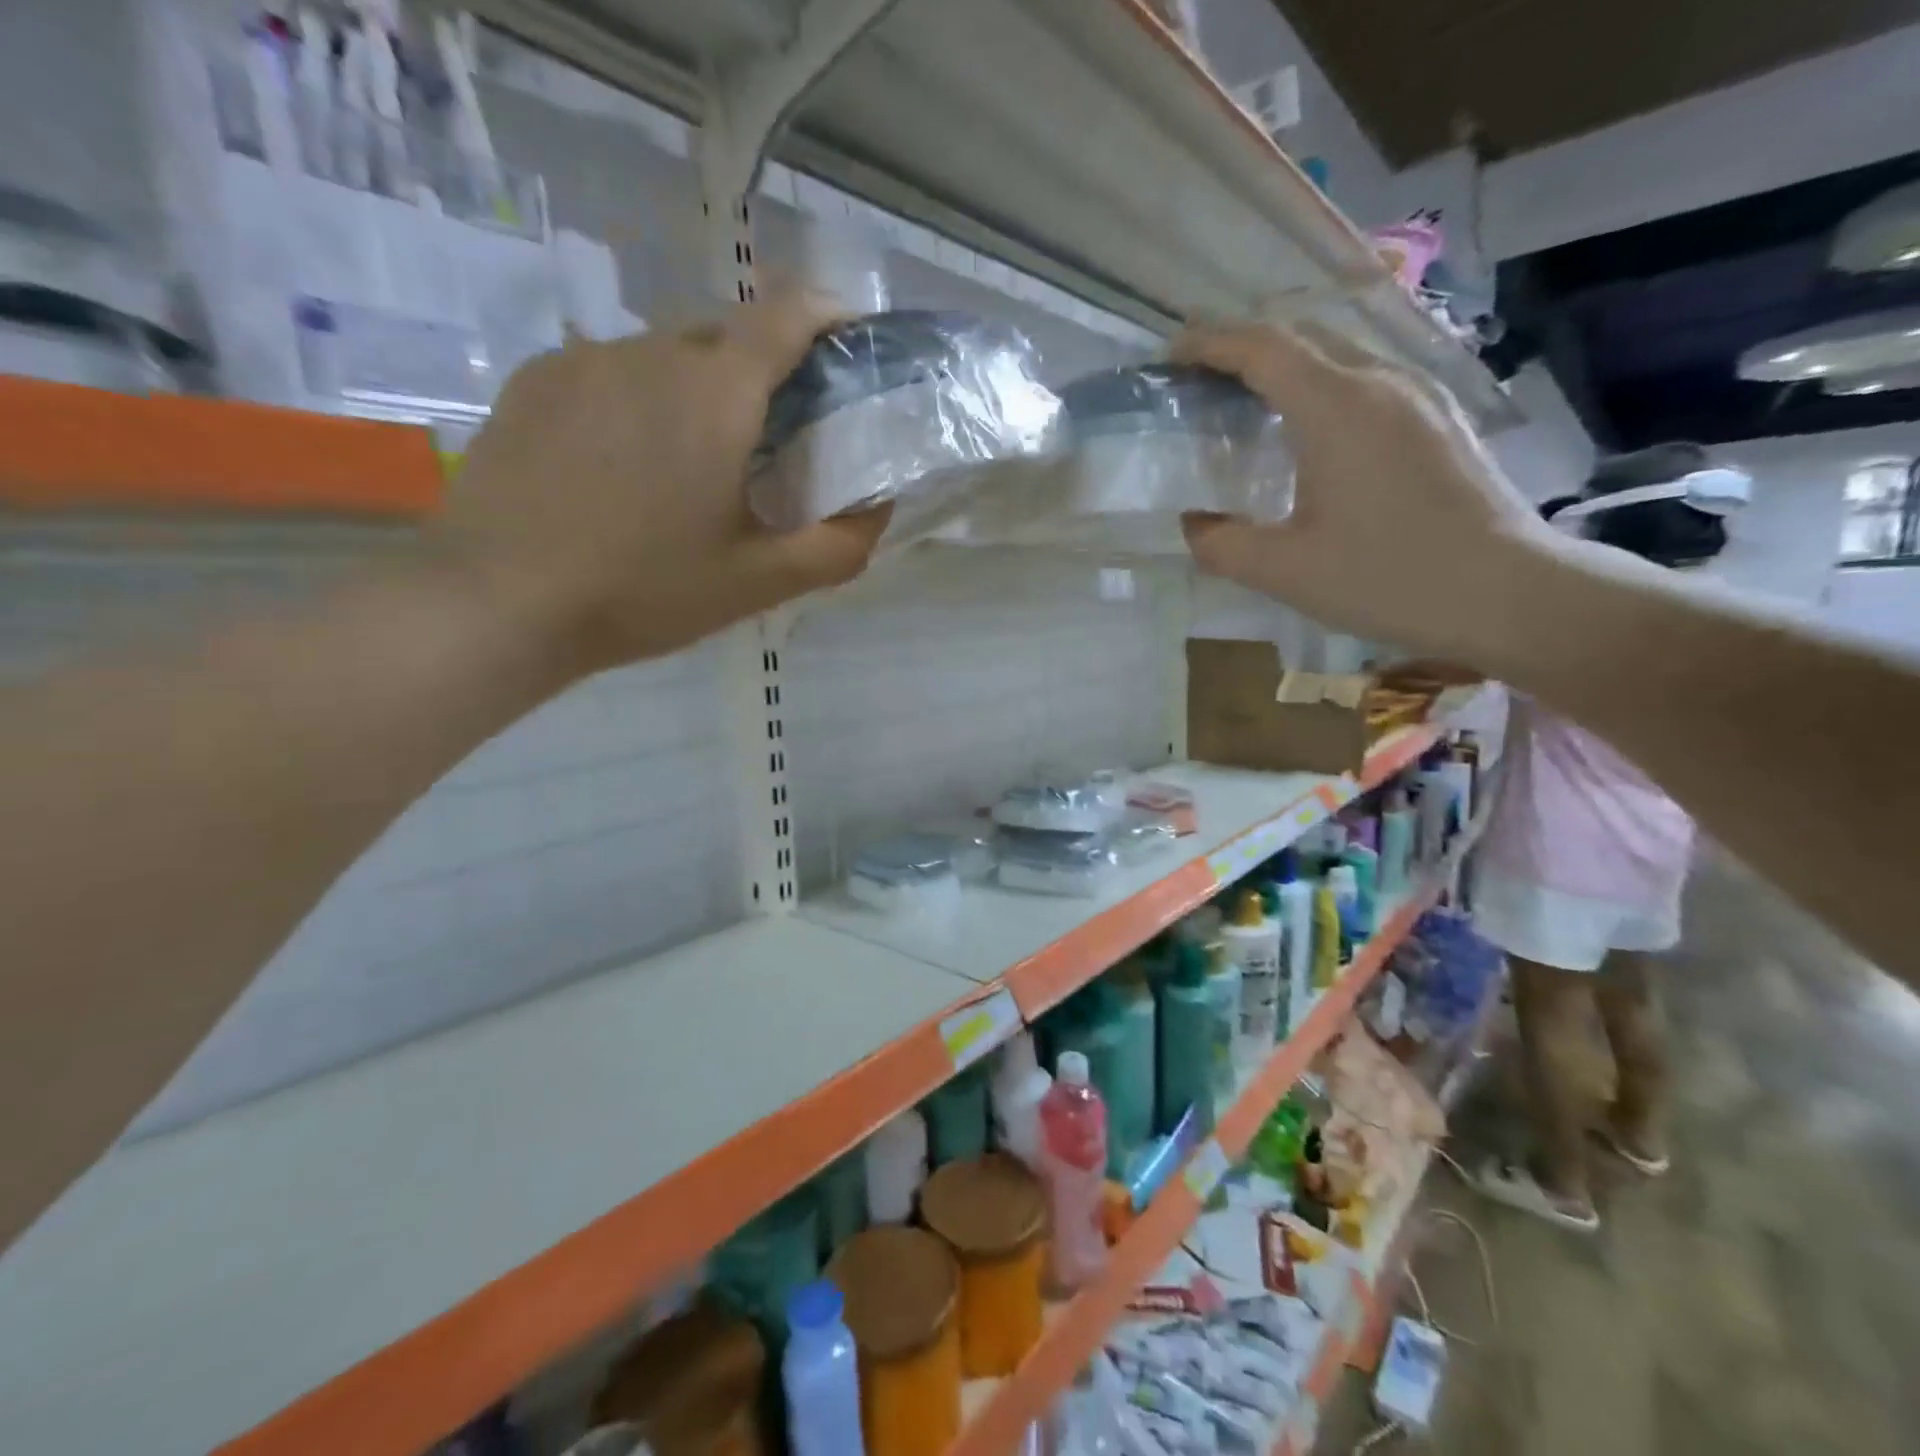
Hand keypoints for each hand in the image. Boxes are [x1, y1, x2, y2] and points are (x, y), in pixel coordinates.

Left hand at [440, 292, 887, 675]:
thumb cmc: (645, 591)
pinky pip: (612, 372)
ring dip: (699, 393)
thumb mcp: (759, 582)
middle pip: (730, 336)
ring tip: (691, 465)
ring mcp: (586, 359)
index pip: (788, 313)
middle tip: (773, 439)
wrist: (498, 602)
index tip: (850, 342)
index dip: (829, 314)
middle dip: (765, 372)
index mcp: (717, 392)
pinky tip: (626, 466)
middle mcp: (653, 352)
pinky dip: (641, 402)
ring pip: (668, 356)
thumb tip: (880, 511)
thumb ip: (838, 547)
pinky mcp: (536, 381)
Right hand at [1175, 321, 1555, 662]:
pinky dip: (1320, 384)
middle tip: (1200, 379)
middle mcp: (1381, 380)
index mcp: (1337, 406)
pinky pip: (1365, 377)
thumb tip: (1193, 524)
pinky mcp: (1438, 416)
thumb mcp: (1284, 571)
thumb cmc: (1387, 577)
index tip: (1171, 355)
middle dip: (1242, 346)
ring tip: (1246, 400)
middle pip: (1301, 336)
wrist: (1504, 591)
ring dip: (1285, 363)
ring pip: (1338, 352)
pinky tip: (1308, 429)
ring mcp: (1418, 394)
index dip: (1210, 343)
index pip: (1262, 348)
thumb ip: (1221, 543)